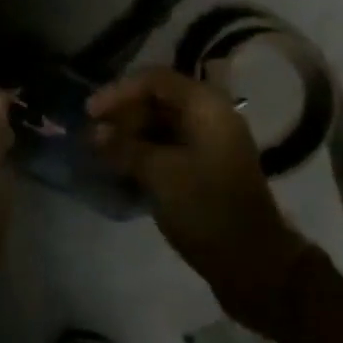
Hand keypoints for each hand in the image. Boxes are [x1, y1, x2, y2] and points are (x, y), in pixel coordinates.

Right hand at [89, 67, 310, 334]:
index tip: (89, 113)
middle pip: (159, 99)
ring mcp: (212, 143)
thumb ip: (124, 147)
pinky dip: (146, 152)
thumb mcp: (159, 174)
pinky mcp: (208, 168)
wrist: (253, 263)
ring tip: (102, 152)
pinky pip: (171, 146)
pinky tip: (123, 168)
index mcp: (206, 106)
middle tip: (94, 136)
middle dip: (124, 113)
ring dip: (132, 134)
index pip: (154, 80)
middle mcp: (212, 116)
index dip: (118, 91)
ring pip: (163, 124)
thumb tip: (93, 133)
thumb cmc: (206, 208)